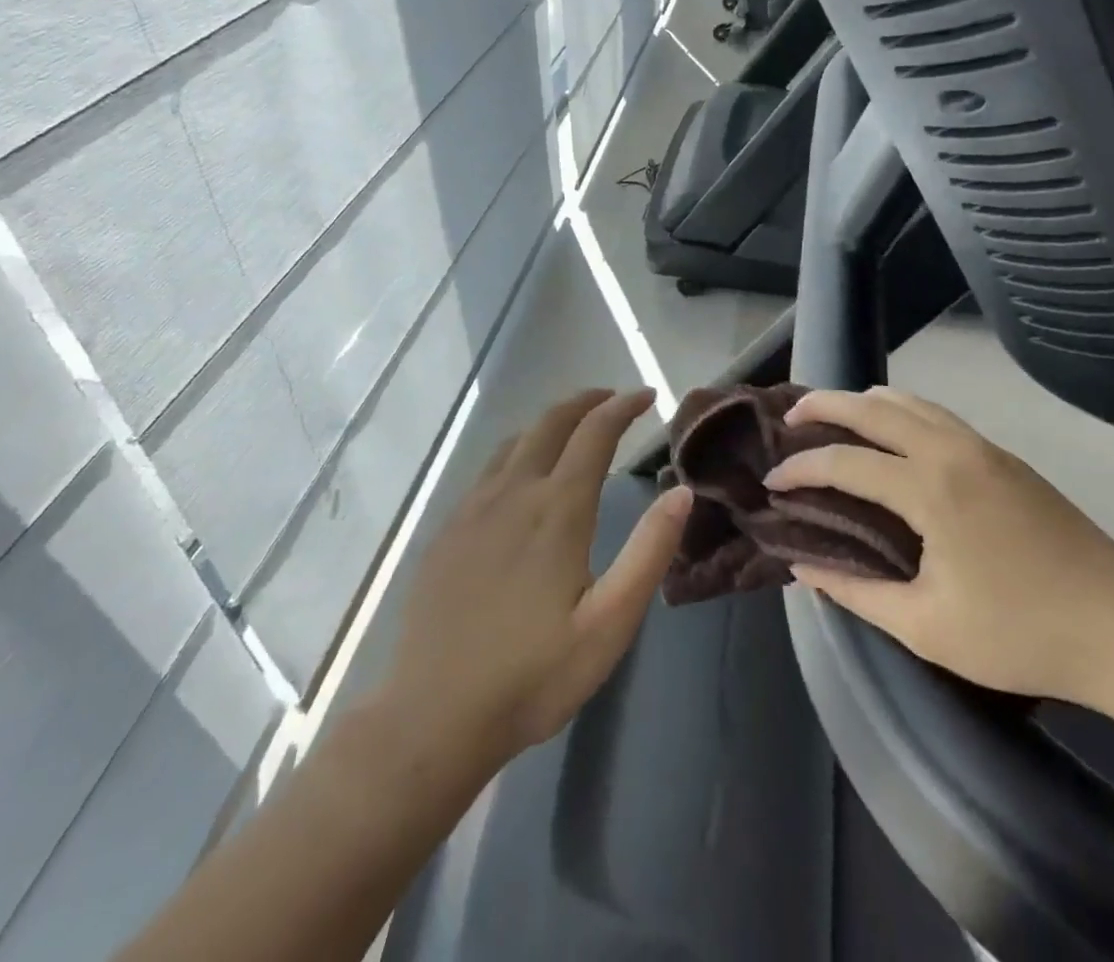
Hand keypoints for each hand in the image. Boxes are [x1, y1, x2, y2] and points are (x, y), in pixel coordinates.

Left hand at [380, 390, 691, 763]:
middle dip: (586, 401)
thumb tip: (681, 492)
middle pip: (551, 423)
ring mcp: (473, 509)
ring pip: (515, 441)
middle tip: (613, 398)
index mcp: (557, 510)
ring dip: (550, 422)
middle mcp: (513, 493)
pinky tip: (522, 475)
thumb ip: (649, 552)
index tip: (646, 395)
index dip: (622, 406)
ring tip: (574, 427)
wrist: (431, 718)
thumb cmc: (532, 676)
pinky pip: (488, 469)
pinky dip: (518, 450)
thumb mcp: (609, 624)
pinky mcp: (447, 531)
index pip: (594, 433)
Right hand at [767, 387, 1113, 702]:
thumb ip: (858, 593)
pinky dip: (900, 413)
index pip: (846, 463)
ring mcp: (983, 448)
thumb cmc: (1021, 634)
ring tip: (834, 419)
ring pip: (910, 402)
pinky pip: (937, 415)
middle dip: (824, 405)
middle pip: (873, 407)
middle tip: (789, 418)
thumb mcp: (927, 628)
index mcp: (930, 490)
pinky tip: (893, 437)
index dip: (801, 470)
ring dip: (864, 403)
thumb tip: (805, 568)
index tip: (771, 483)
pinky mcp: (1005, 457)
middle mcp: (952, 451)